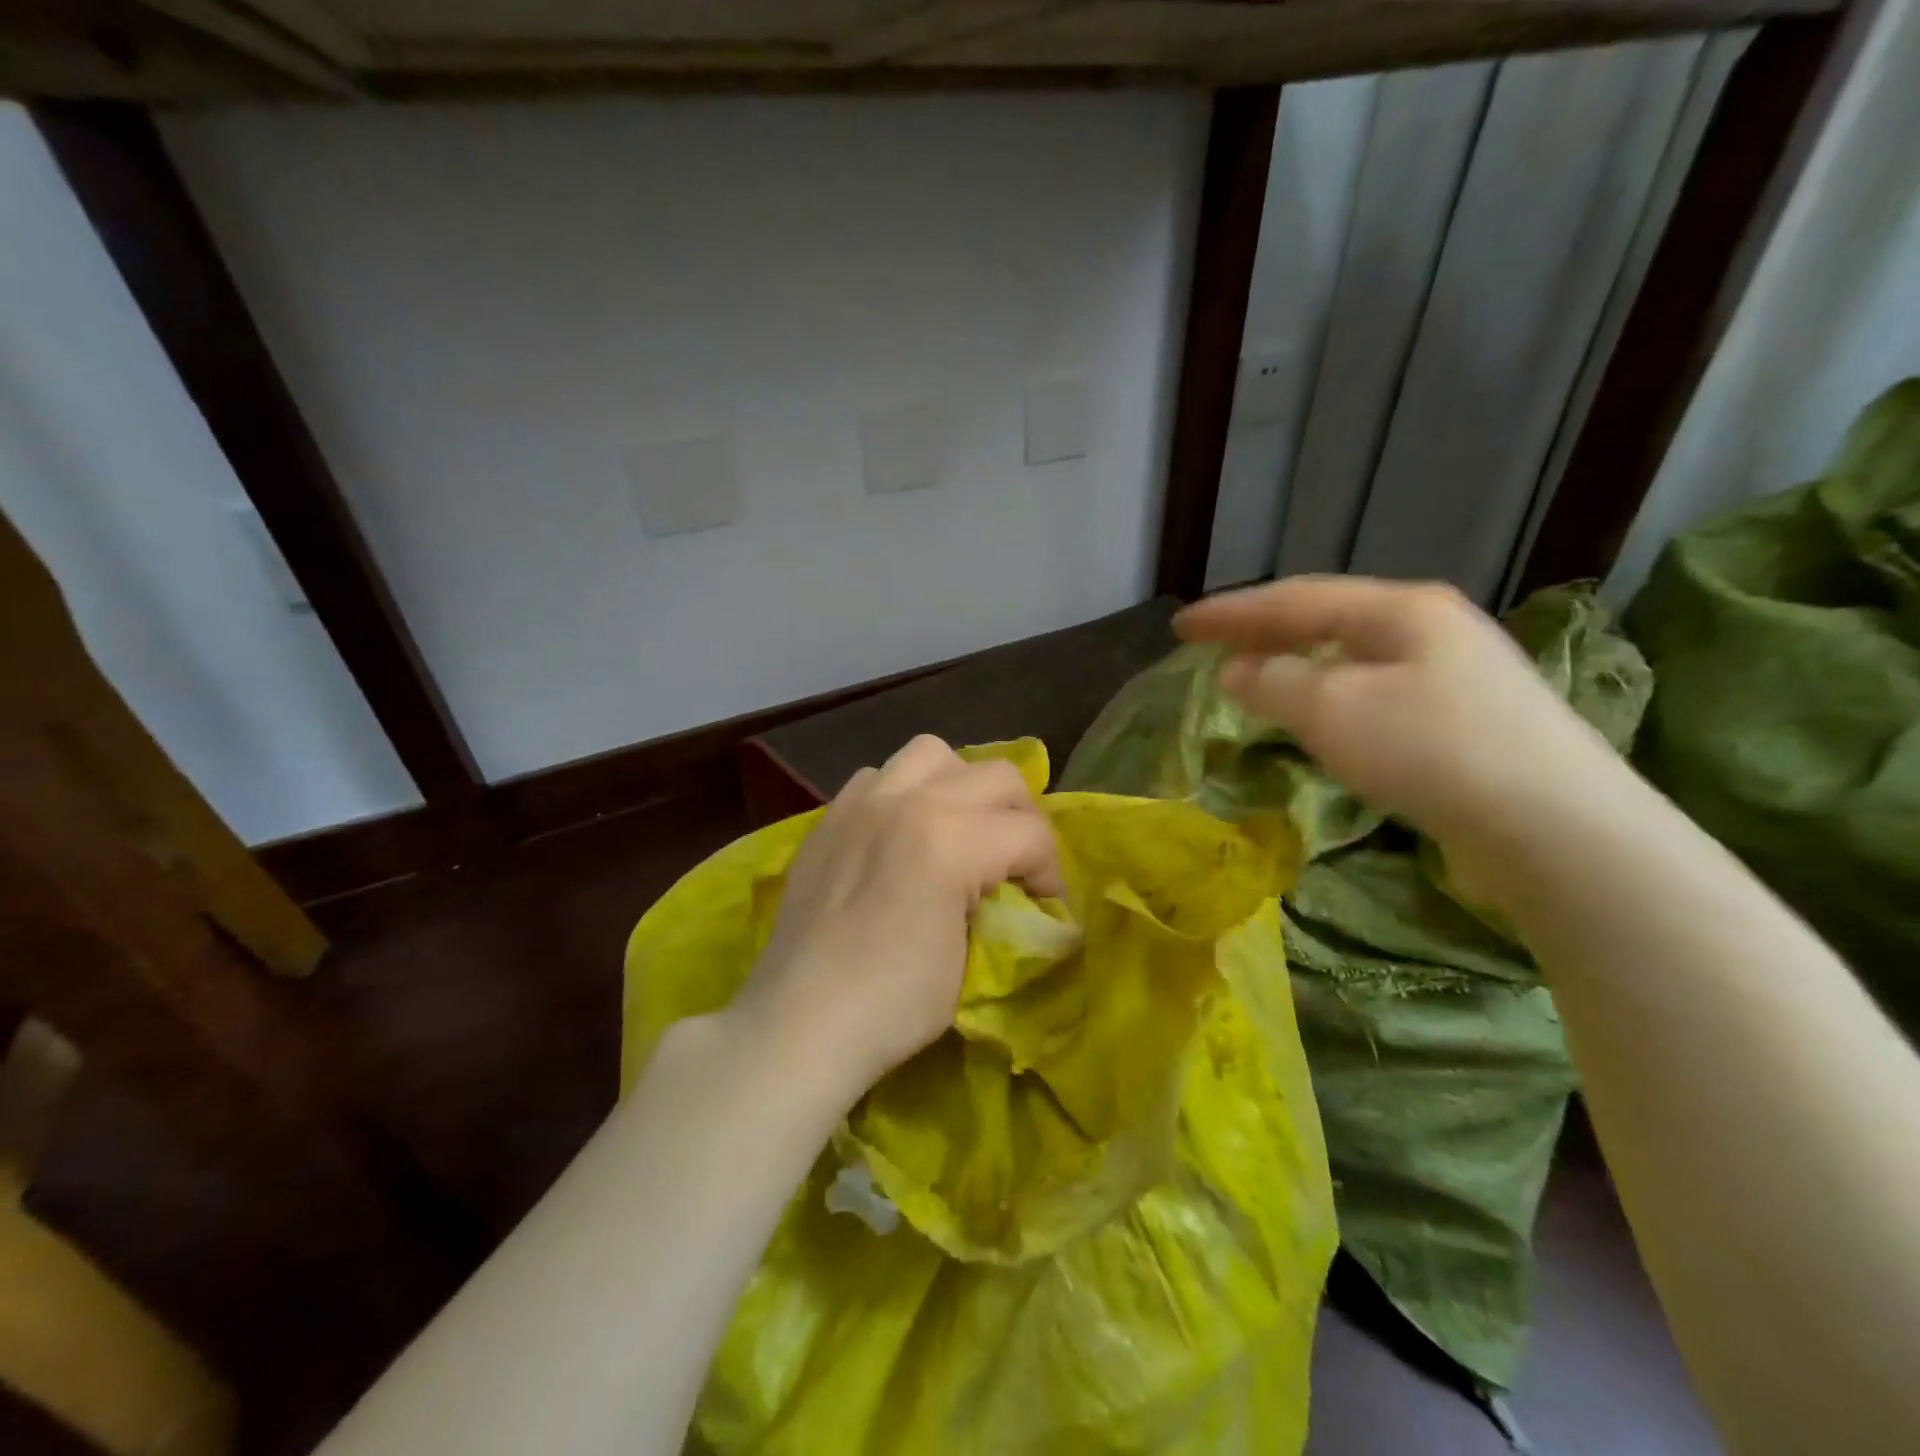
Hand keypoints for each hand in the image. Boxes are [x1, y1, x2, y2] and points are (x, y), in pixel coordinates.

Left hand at [731, 735, 1064, 1108]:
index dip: (1050, 871)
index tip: (1044, 905)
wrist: (798, 1024)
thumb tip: (1013, 896)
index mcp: (948, 840)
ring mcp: (862, 803)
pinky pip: (880, 776)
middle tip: (1015, 862)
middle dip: (1020, 817)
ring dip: (961, 786)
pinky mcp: (831, 816)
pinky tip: (902, 835)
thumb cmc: (890, 1006)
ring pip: (933, 754)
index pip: (1030, 831)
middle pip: (996, 775)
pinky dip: (905, 793)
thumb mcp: (969, 964)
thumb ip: (997, 909)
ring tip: (959, 829)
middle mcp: (907, 802)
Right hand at [1176, 576, 1634, 897]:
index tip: (1179, 625)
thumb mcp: (1332, 710)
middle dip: (1262, 631)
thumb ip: (1272, 683)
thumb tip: (1236, 672)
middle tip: (1210, 645)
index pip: (1294, 599)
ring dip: (1295, 663)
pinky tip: (1318, 715)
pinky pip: (1374, 690)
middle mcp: (1430, 628)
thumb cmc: (1431, 750)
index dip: (1230, 612)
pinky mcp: (1464, 719)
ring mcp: (1455, 672)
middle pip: (1326, 618)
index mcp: (1399, 609)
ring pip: (1352, 656)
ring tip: (1254, 675)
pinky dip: (1328, 695)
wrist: (1557, 827)